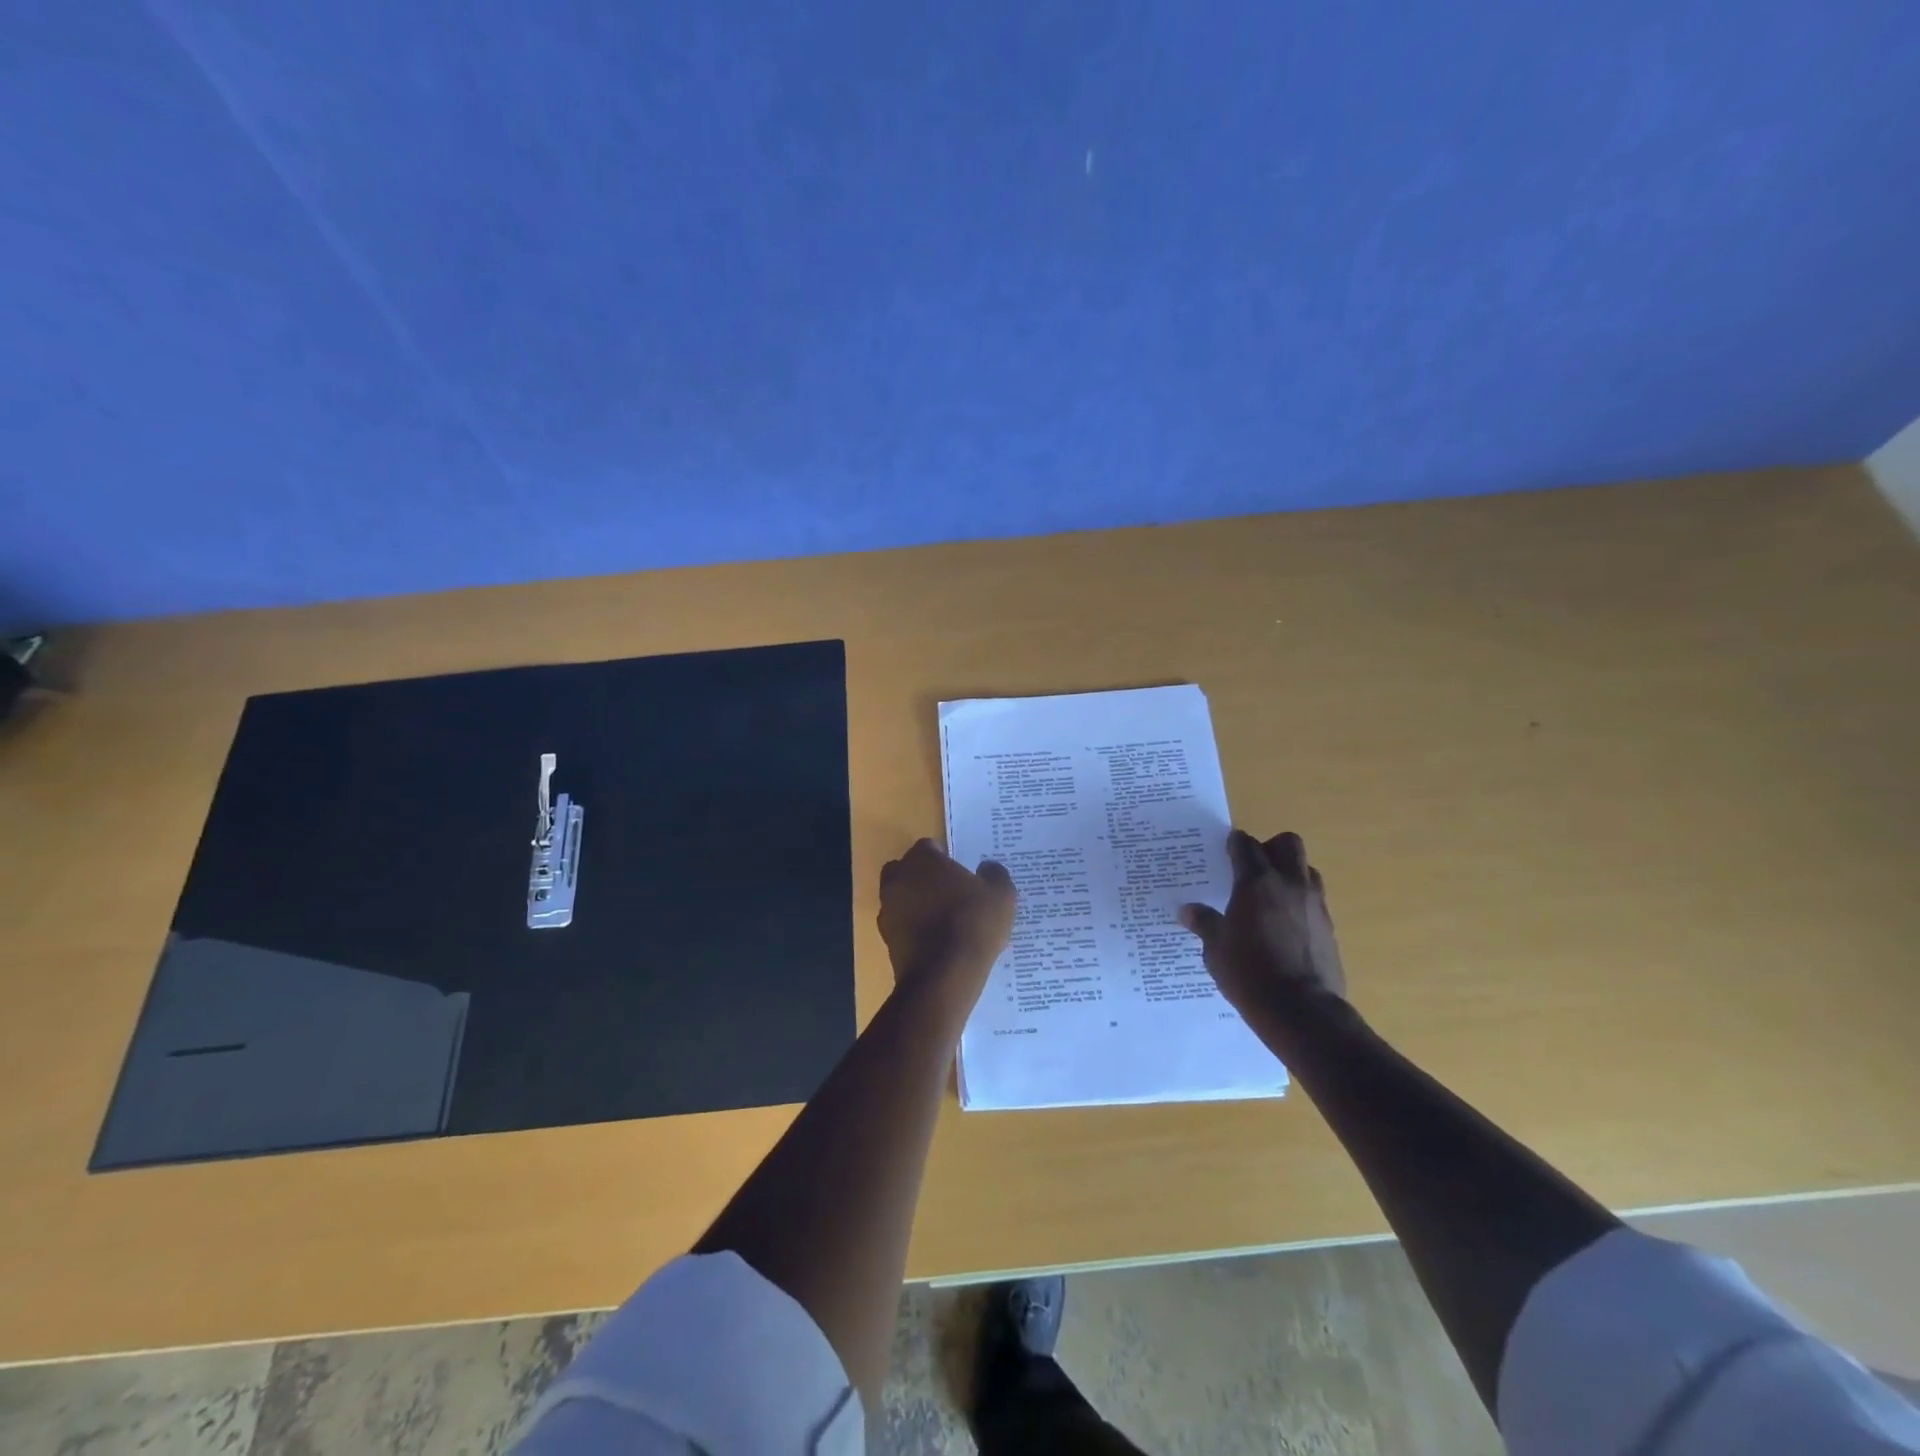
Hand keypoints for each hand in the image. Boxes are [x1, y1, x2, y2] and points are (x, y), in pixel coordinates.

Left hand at [878, 839, 1016, 1002]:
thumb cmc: (973, 924)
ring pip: (900, 897)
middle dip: (923, 877)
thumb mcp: (1001, 895)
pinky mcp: (886, 939)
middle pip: (907, 869)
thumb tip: (987, 868)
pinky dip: (912, 928)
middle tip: (948, 892)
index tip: (960, 872)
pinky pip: (900, 925)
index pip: (929, 847)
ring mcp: (888, 909)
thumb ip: (995, 874)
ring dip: (915, 903)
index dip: (944, 857)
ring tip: (942, 919)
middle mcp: (898, 879)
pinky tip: (934, 941)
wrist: (943, 976)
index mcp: (922, 860)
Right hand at [1179, 830, 1346, 1014]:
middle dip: (1270, 848)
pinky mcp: (1329, 927)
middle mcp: (1289, 884)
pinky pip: (1315, 900)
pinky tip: (1285, 926)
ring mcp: (1314, 904)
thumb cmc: (1249, 973)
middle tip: (1253, 867)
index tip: (1225, 850)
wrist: (1301, 1010)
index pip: (1245, 845)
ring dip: (1291, 873)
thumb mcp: (1215, 949)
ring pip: (1307, 869)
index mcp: (1256, 882)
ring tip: (1272, 895)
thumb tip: (1187, 910)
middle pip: (1287, 843)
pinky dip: (1301, 902)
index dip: (1234, 843)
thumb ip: (1204, 923)